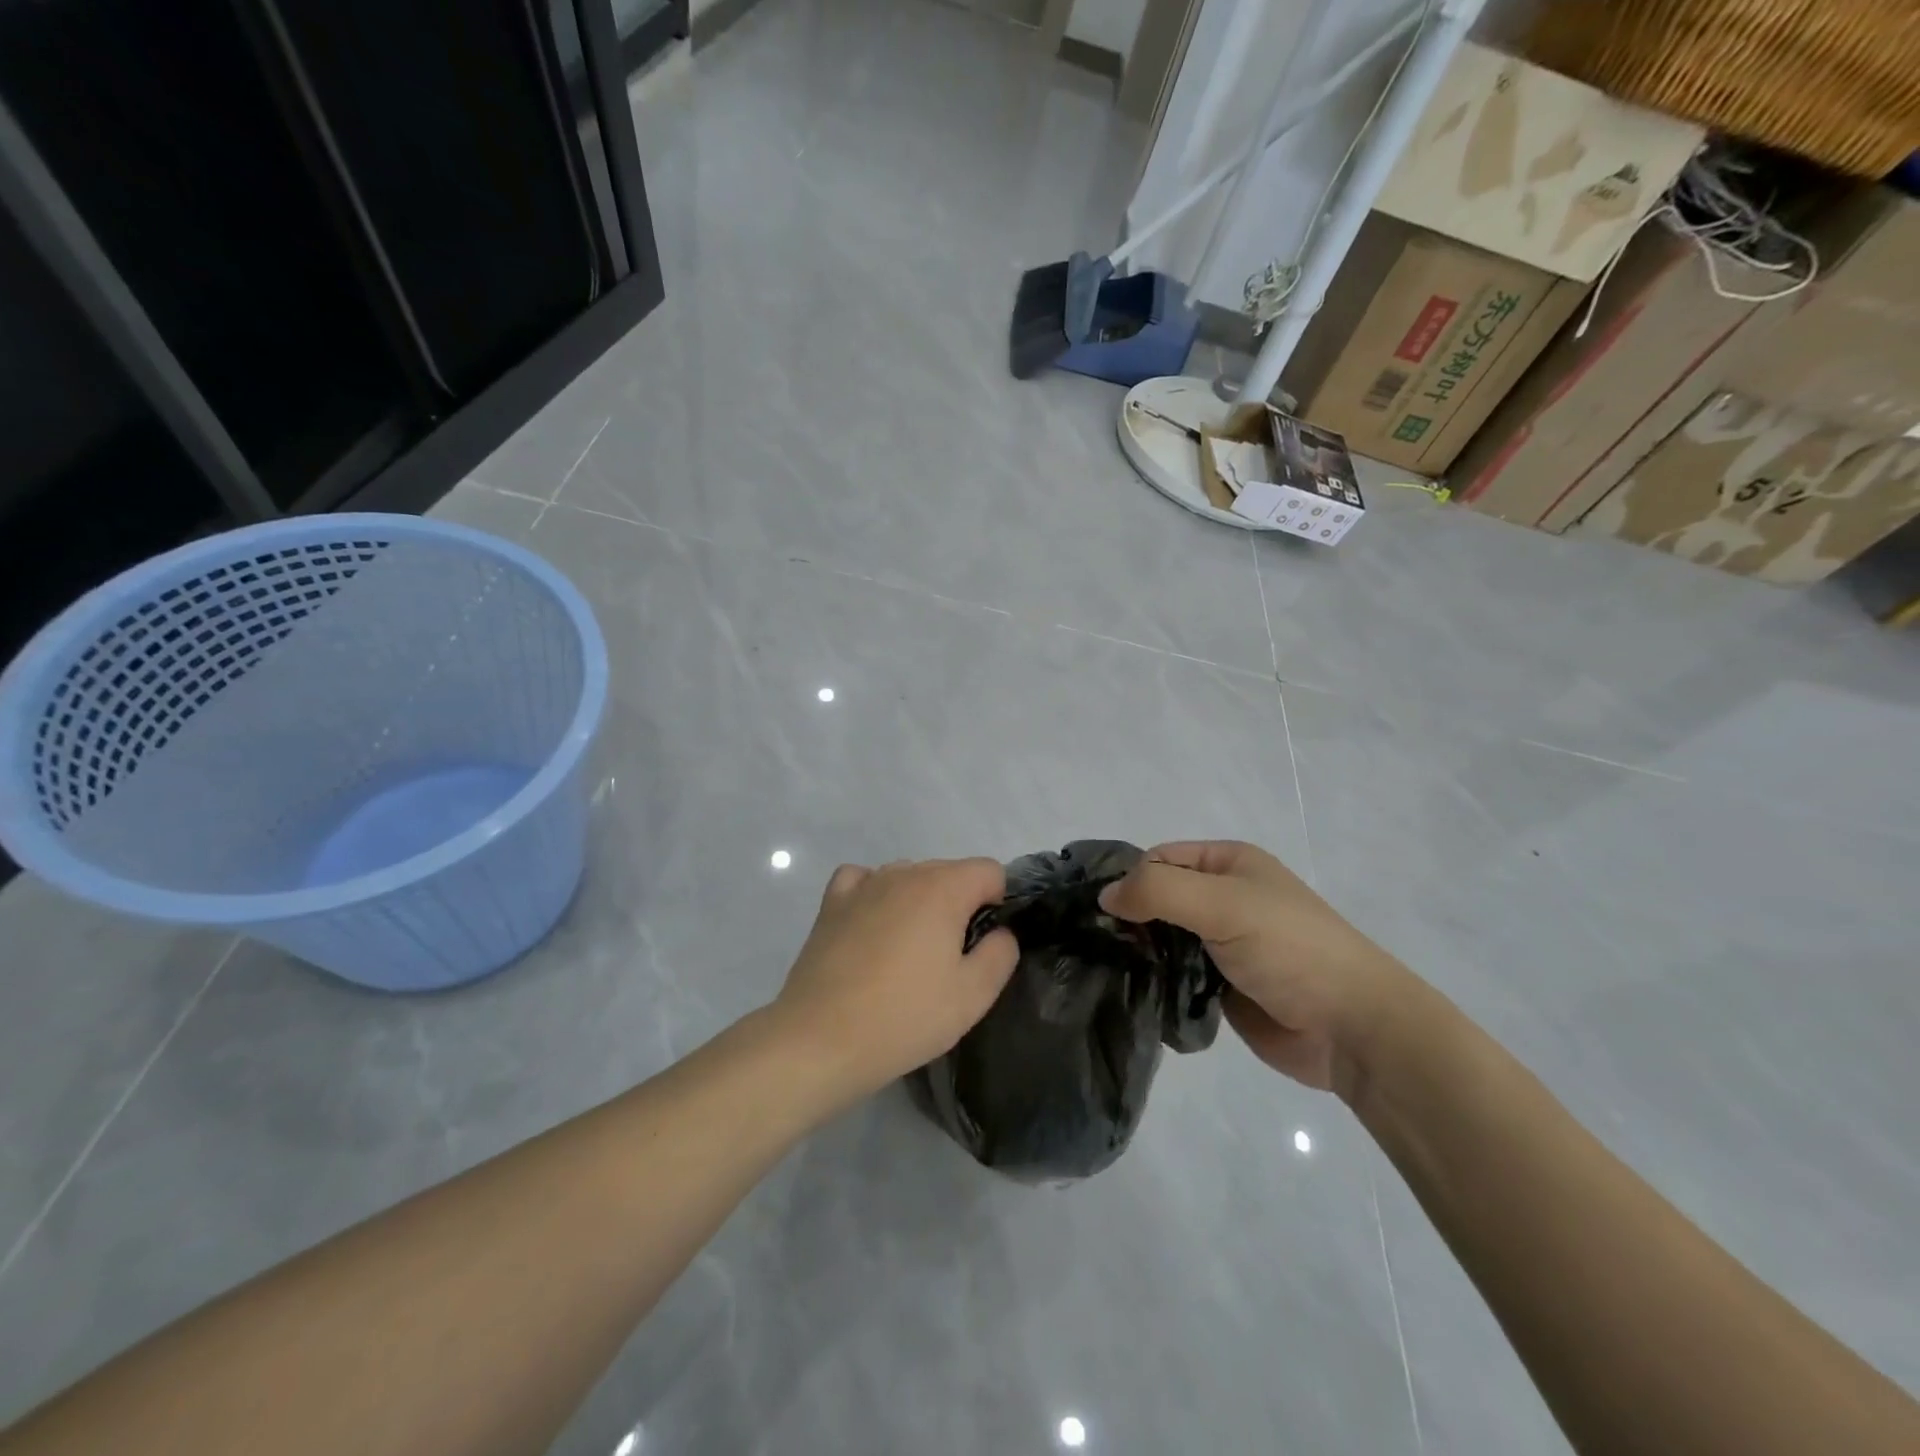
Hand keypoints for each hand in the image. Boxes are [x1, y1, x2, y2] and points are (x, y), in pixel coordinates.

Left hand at [773, 858, 1018, 1103]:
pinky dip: (876, 895)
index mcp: (943, 888)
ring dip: (919, 902)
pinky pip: (864, 880)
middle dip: (960, 905)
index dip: (997, 904)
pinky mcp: (832, 903)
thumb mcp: (974, 995)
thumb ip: (1001, 953)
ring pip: (909, 876)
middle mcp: (904, 873)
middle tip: (948, 960)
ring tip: (908, 953)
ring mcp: (864, 884)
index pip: (989, 871)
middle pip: (949, 872)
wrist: (821, 1039)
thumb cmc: (905, 1016)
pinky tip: (873, 927)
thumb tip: (999, 931)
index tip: (983, 945)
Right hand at [1100, 841, 1413, 1096]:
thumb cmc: (1289, 948)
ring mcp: (1222, 944)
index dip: (1131, 879)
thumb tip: (1105, 897)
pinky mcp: (1221, 986)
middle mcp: (1224, 898)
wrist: (1351, 1027)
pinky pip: (1175, 975)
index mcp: (1229, 863)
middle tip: (1101, 945)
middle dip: (1131, 919)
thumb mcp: (1223, 904)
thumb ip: (1158, 892)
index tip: (1104, 912)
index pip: (1159, 859)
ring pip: (1163, 939)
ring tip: (1111, 970)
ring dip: (1141, 953)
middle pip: (1158, 898)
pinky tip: (1135, 992)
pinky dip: (1156, 981)